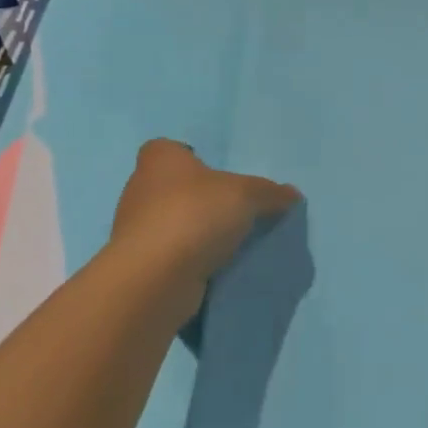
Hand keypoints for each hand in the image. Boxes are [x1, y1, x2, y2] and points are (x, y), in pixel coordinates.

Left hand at [102, 139, 300, 328]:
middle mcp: (140, 189)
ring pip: (170, 223)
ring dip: (193, 232)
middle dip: (198, 198)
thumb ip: (270, 193)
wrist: (154, 277)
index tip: (215, 174)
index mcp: (160, 160)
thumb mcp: (246, 195)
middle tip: (233, 210)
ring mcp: (135, 230)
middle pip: (172, 187)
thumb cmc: (195, 214)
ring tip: (229, 242)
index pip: (169, 149)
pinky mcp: (139, 265)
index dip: (190, 157)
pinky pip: (170, 255)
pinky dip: (188, 260)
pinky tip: (214, 267)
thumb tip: (292, 195)